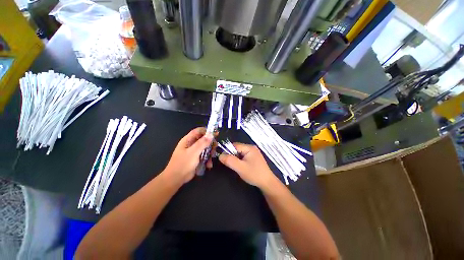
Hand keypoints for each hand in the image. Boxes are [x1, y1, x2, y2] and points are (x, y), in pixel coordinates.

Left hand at [163, 127, 213, 184]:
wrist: (176, 179)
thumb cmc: (183, 164)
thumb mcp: (193, 152)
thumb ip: (202, 143)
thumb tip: (211, 134)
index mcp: (188, 140)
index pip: (198, 131)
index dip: (207, 131)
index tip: (216, 134)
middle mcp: (191, 144)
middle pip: (203, 139)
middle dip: (210, 143)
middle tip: (215, 148)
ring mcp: (194, 151)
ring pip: (205, 148)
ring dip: (210, 152)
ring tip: (211, 158)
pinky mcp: (196, 158)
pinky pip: (204, 155)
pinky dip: (207, 159)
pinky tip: (208, 164)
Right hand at [219, 143, 276, 188]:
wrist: (267, 183)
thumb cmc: (254, 174)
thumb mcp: (240, 168)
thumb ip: (230, 161)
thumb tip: (220, 155)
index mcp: (249, 148)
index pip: (235, 145)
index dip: (227, 151)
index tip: (223, 159)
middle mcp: (251, 148)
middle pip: (237, 148)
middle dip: (231, 155)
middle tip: (229, 164)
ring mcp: (253, 152)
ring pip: (239, 153)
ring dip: (235, 158)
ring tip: (235, 166)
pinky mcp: (253, 157)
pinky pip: (243, 156)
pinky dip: (239, 160)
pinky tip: (240, 166)